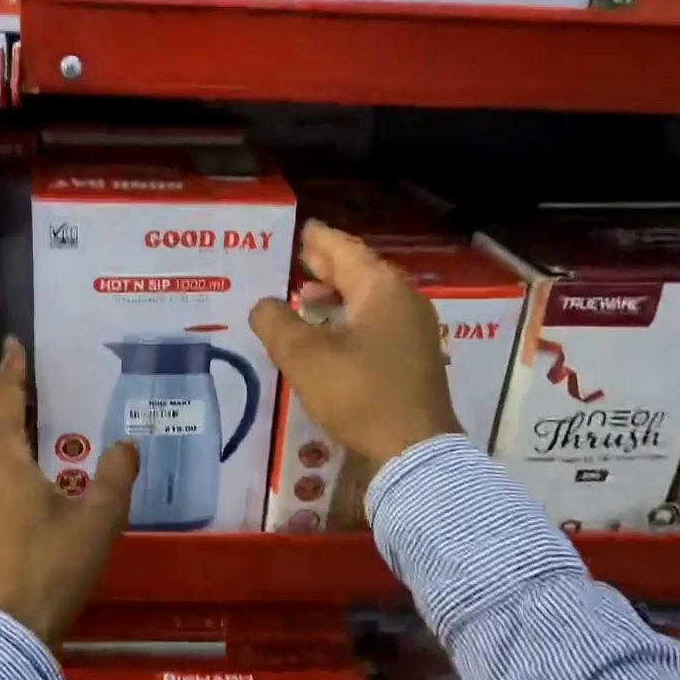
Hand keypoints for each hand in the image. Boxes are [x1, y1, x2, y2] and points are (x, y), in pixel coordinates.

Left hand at [0, 339, 137, 646]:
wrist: (5, 632)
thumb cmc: (52, 565)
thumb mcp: (98, 518)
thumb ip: (117, 475)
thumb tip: (126, 444)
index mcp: (1, 459)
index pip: (6, 400)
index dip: (12, 370)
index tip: (13, 342)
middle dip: (5, 394)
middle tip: (24, 372)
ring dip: (0, 423)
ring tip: (24, 412)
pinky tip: (17, 462)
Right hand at [250, 220, 459, 469]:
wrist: (414, 450)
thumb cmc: (358, 392)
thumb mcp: (303, 356)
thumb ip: (276, 322)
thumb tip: (264, 305)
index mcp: (380, 288)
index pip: (344, 250)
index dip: (319, 239)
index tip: (303, 229)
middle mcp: (403, 300)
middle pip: (360, 271)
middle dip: (327, 265)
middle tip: (300, 257)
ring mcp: (414, 329)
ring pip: (369, 298)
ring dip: (337, 294)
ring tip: (305, 298)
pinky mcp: (414, 356)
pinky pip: (377, 321)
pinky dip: (350, 317)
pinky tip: (330, 333)